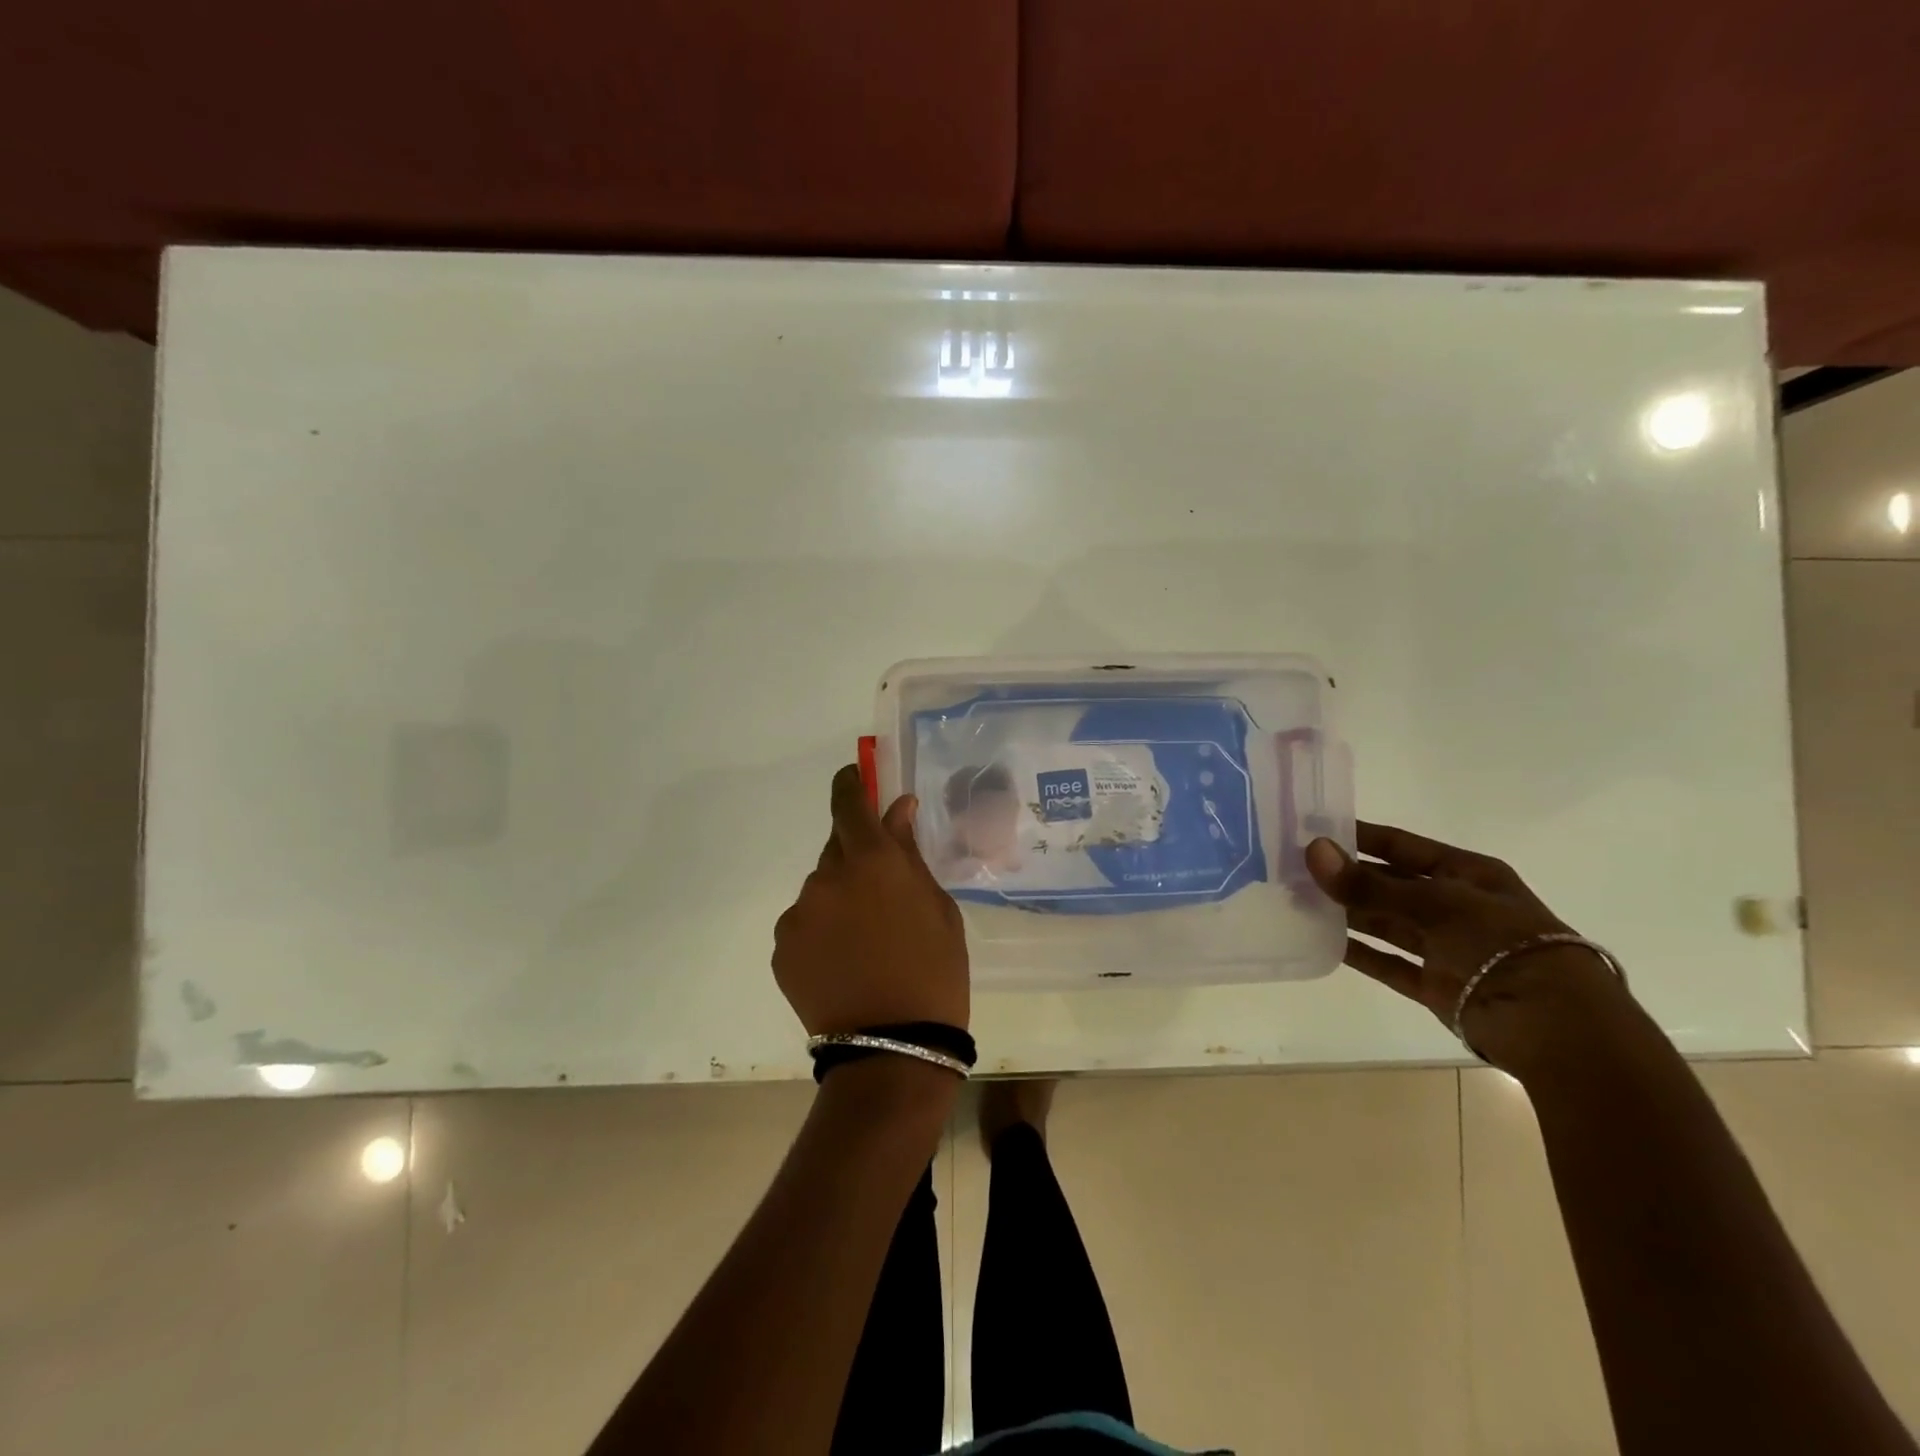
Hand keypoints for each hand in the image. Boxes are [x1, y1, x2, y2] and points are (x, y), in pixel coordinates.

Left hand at [773, 765, 969, 1035]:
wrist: (893, 1047)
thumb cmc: (934, 971)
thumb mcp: (937, 907)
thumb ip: (910, 853)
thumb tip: (898, 809)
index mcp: (871, 860)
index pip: (848, 802)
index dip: (850, 783)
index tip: (854, 777)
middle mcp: (826, 877)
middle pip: (836, 848)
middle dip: (856, 859)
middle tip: (880, 895)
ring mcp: (798, 913)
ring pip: (820, 890)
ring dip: (839, 900)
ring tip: (865, 943)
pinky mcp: (781, 947)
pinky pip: (804, 924)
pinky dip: (821, 932)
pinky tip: (843, 963)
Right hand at [1306, 820, 1624, 1068]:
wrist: (1555, 1027)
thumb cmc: (1503, 945)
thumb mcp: (1437, 903)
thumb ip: (1370, 883)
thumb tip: (1312, 851)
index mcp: (1465, 874)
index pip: (1401, 846)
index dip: (1358, 836)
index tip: (1311, 829)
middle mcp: (1453, 906)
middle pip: (1388, 883)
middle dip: (1345, 876)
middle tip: (1292, 868)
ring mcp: (1444, 947)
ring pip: (1385, 922)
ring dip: (1345, 913)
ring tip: (1296, 901)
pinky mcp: (1435, 985)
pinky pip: (1388, 963)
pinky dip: (1358, 953)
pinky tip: (1320, 941)